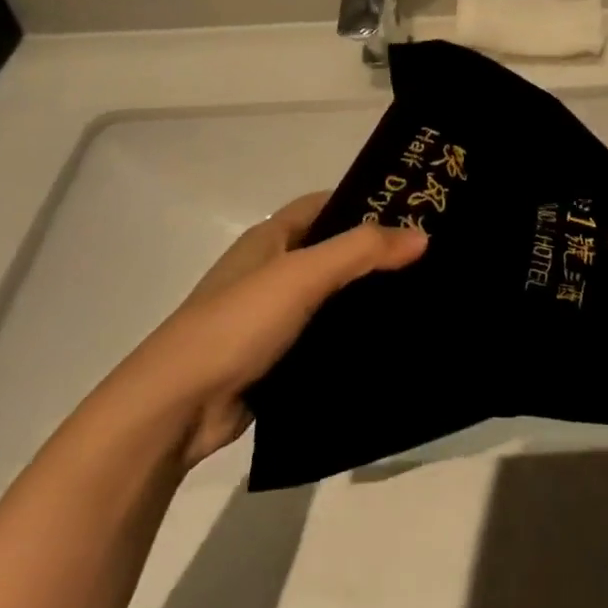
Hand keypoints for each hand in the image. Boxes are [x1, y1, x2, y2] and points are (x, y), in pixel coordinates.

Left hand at [101, 194, 426, 466]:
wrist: (176, 407)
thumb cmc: (238, 323)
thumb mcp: (302, 275)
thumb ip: (361, 250)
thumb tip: (422, 235)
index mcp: (270, 238)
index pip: (327, 204)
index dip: (367, 200)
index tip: (416, 210)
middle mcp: (271, 269)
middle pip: (332, 249)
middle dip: (376, 252)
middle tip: (431, 257)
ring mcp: (272, 316)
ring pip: (332, 296)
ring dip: (368, 296)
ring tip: (423, 297)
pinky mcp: (277, 357)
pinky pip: (325, 336)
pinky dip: (353, 335)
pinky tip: (391, 341)